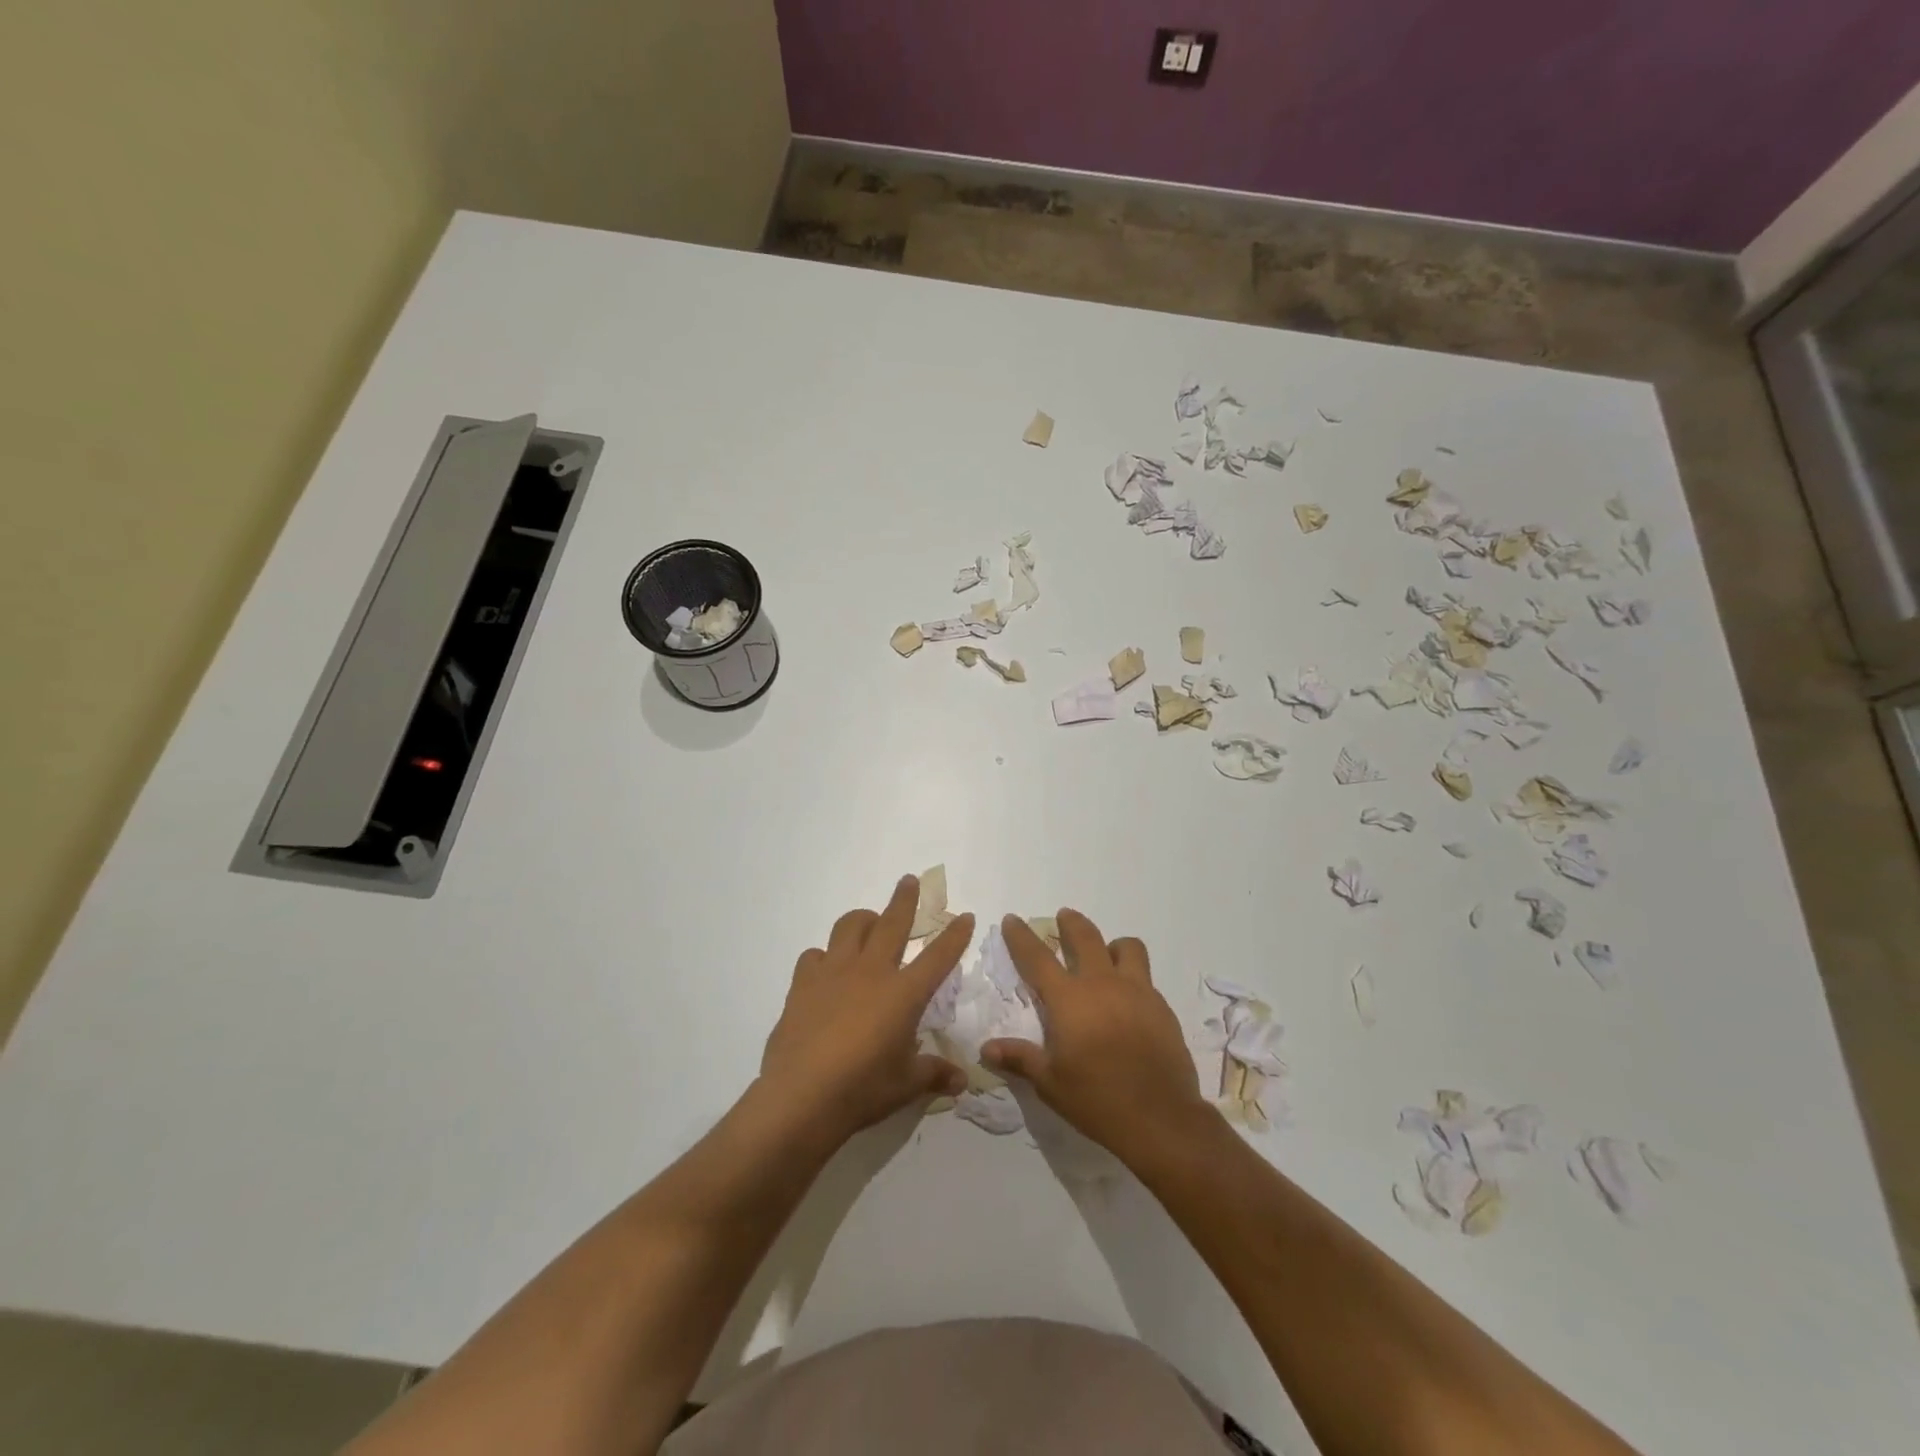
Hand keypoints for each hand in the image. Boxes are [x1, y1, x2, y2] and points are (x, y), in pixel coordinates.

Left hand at [759, 875, 973, 1143]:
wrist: (800, 1097)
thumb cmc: (862, 1090)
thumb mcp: (906, 1085)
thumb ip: (934, 1074)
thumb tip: (962, 1080)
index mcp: (903, 994)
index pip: (938, 956)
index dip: (955, 935)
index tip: (964, 916)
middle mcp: (871, 972)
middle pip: (892, 923)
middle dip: (905, 899)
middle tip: (909, 881)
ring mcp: (833, 973)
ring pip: (849, 926)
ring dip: (863, 919)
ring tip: (869, 924)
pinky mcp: (803, 984)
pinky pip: (815, 955)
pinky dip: (825, 956)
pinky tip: (827, 970)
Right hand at [982, 910, 1212, 1160]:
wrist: (1160, 1118)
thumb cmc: (1097, 1099)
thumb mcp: (1050, 1083)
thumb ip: (1020, 1058)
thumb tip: (986, 1048)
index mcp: (1069, 999)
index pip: (1037, 957)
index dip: (1021, 936)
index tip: (1012, 919)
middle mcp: (1102, 984)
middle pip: (1085, 937)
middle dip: (1071, 923)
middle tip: (1064, 917)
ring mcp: (1137, 991)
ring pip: (1126, 947)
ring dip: (1111, 945)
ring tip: (1105, 954)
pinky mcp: (1161, 1006)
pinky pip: (1145, 976)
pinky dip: (1133, 976)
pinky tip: (1129, 999)